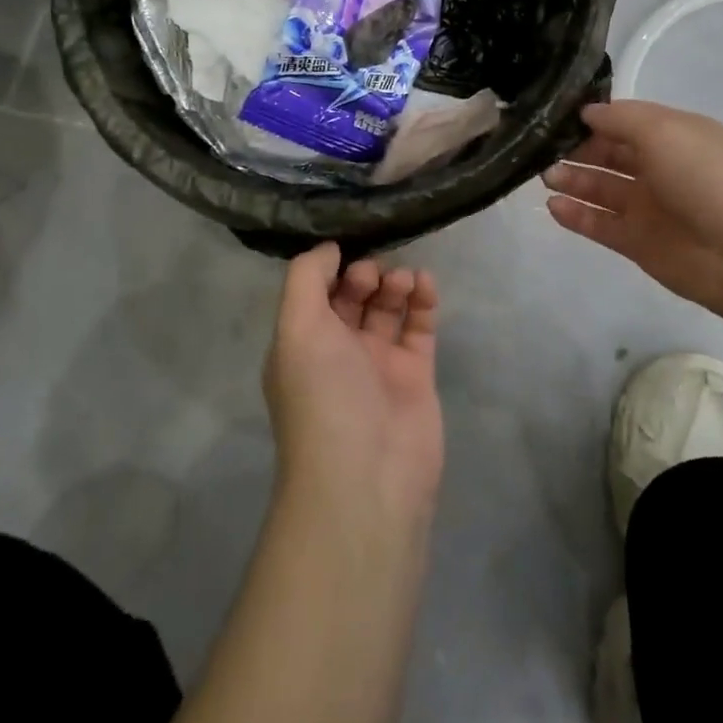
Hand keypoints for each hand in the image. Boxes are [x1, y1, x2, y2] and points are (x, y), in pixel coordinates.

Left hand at [265, 244, 443, 524]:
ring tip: (402, 280)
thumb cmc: (323, 396)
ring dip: (394, 283)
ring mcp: (378, 364)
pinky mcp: (415, 375)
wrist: (367, 477)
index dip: (329, 266)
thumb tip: (328, 248)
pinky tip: (425, 283)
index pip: (314, 292)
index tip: (346, 244)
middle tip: (373, 273)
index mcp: (301, 343)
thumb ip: (306, 279)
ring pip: (387, 309)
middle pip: (351, 297)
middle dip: (363, 274)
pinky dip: (423, 302)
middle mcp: (337, 351)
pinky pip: (419, 328)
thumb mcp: (296, 329)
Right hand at [542, 101, 722, 327]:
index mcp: (673, 136)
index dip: (592, 118)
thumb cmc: (707, 178)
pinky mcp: (637, 243)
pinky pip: (599, 225)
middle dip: (576, 149)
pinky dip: (576, 216)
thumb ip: (621, 119)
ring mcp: (648, 208)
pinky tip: (552, 207)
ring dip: (572, 181)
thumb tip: (587, 112)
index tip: (555, 116)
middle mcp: (659, 168)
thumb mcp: (665, 131)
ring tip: (545, 177)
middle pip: (609, 154)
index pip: (624, 121)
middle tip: (541, 149)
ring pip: (601, 190)